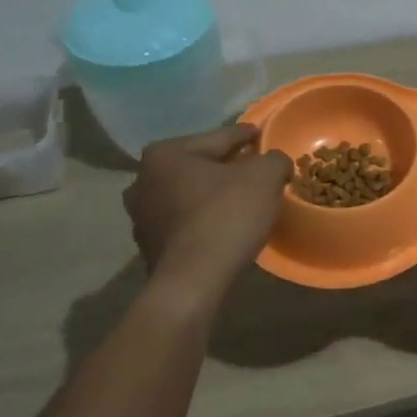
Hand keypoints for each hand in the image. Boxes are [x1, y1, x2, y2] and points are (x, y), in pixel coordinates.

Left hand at [122, 124, 292, 292]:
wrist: (194, 282)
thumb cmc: (225, 216)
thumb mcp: (264, 177)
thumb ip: (273, 160)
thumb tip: (275, 162)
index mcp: (165, 154)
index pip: (217, 138)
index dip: (244, 136)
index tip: (260, 134)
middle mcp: (143, 180)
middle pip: (198, 166)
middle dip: (226, 167)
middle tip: (254, 169)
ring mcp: (141, 217)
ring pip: (189, 196)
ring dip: (212, 195)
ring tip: (241, 200)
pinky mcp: (149, 247)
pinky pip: (185, 223)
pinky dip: (203, 220)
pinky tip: (224, 227)